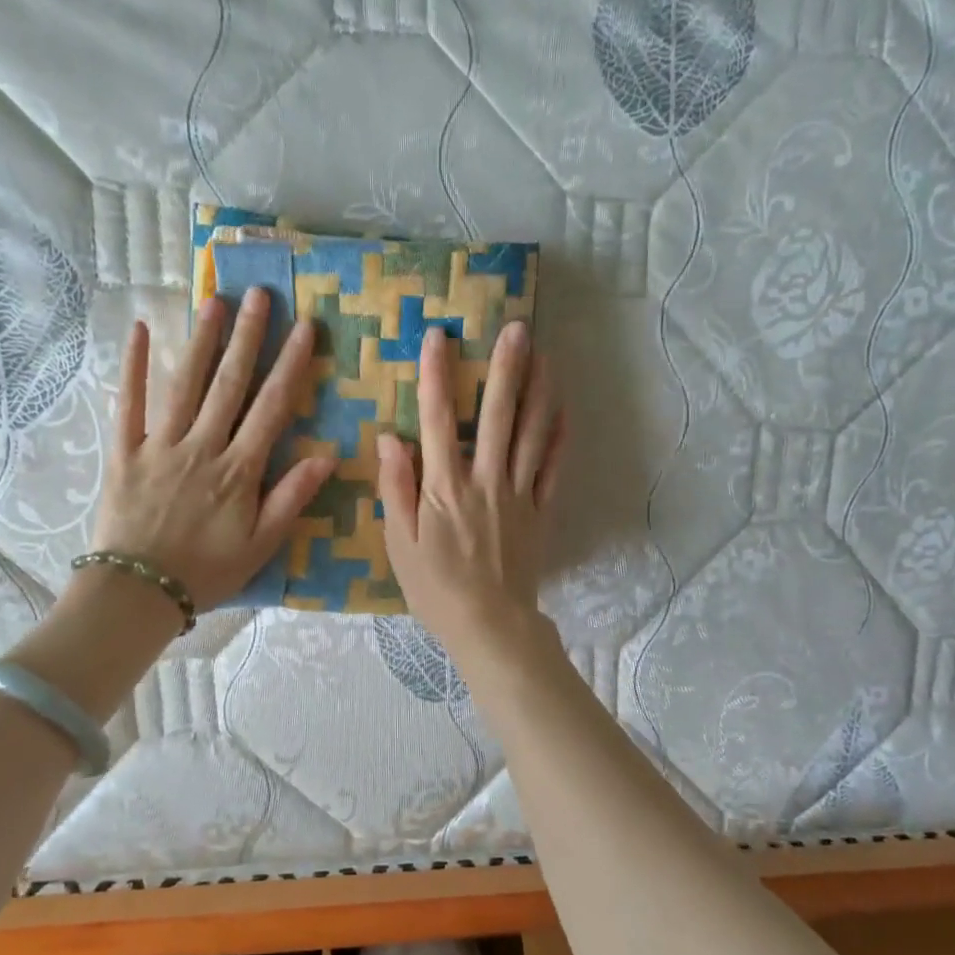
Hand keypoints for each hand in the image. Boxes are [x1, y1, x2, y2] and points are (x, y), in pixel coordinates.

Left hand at [91, 288, 334, 610]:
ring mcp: (160, 445)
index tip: (305, 329)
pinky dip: (133, 367)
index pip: (272, 408)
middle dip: (249, 338)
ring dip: (203, 341)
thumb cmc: (208, 571)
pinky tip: (141, 330)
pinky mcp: (125, 452)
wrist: (139, 591)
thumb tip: (326, 456)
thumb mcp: (262, 544)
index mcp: (239, 469)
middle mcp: (202, 446)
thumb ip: (291, 498)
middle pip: (230, 384)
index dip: (291, 366)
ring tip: (216, 301)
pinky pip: (128, 404)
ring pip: (185, 384)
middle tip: (261, 294)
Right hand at [377, 321, 565, 659]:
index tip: (439, 336)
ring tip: (546, 356)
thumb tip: (391, 438)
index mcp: (444, 487)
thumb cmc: (435, 589)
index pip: (437, 420)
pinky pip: (553, 470)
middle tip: (517, 328)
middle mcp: (485, 481)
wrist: (489, 625)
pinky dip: (559, 439)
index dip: (437, 376)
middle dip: (506, 369)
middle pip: (497, 416)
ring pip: (531, 435)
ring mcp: (518, 495)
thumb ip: (396, 488)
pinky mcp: (540, 512)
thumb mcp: (399, 544)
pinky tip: (564, 412)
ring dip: (539, 393)